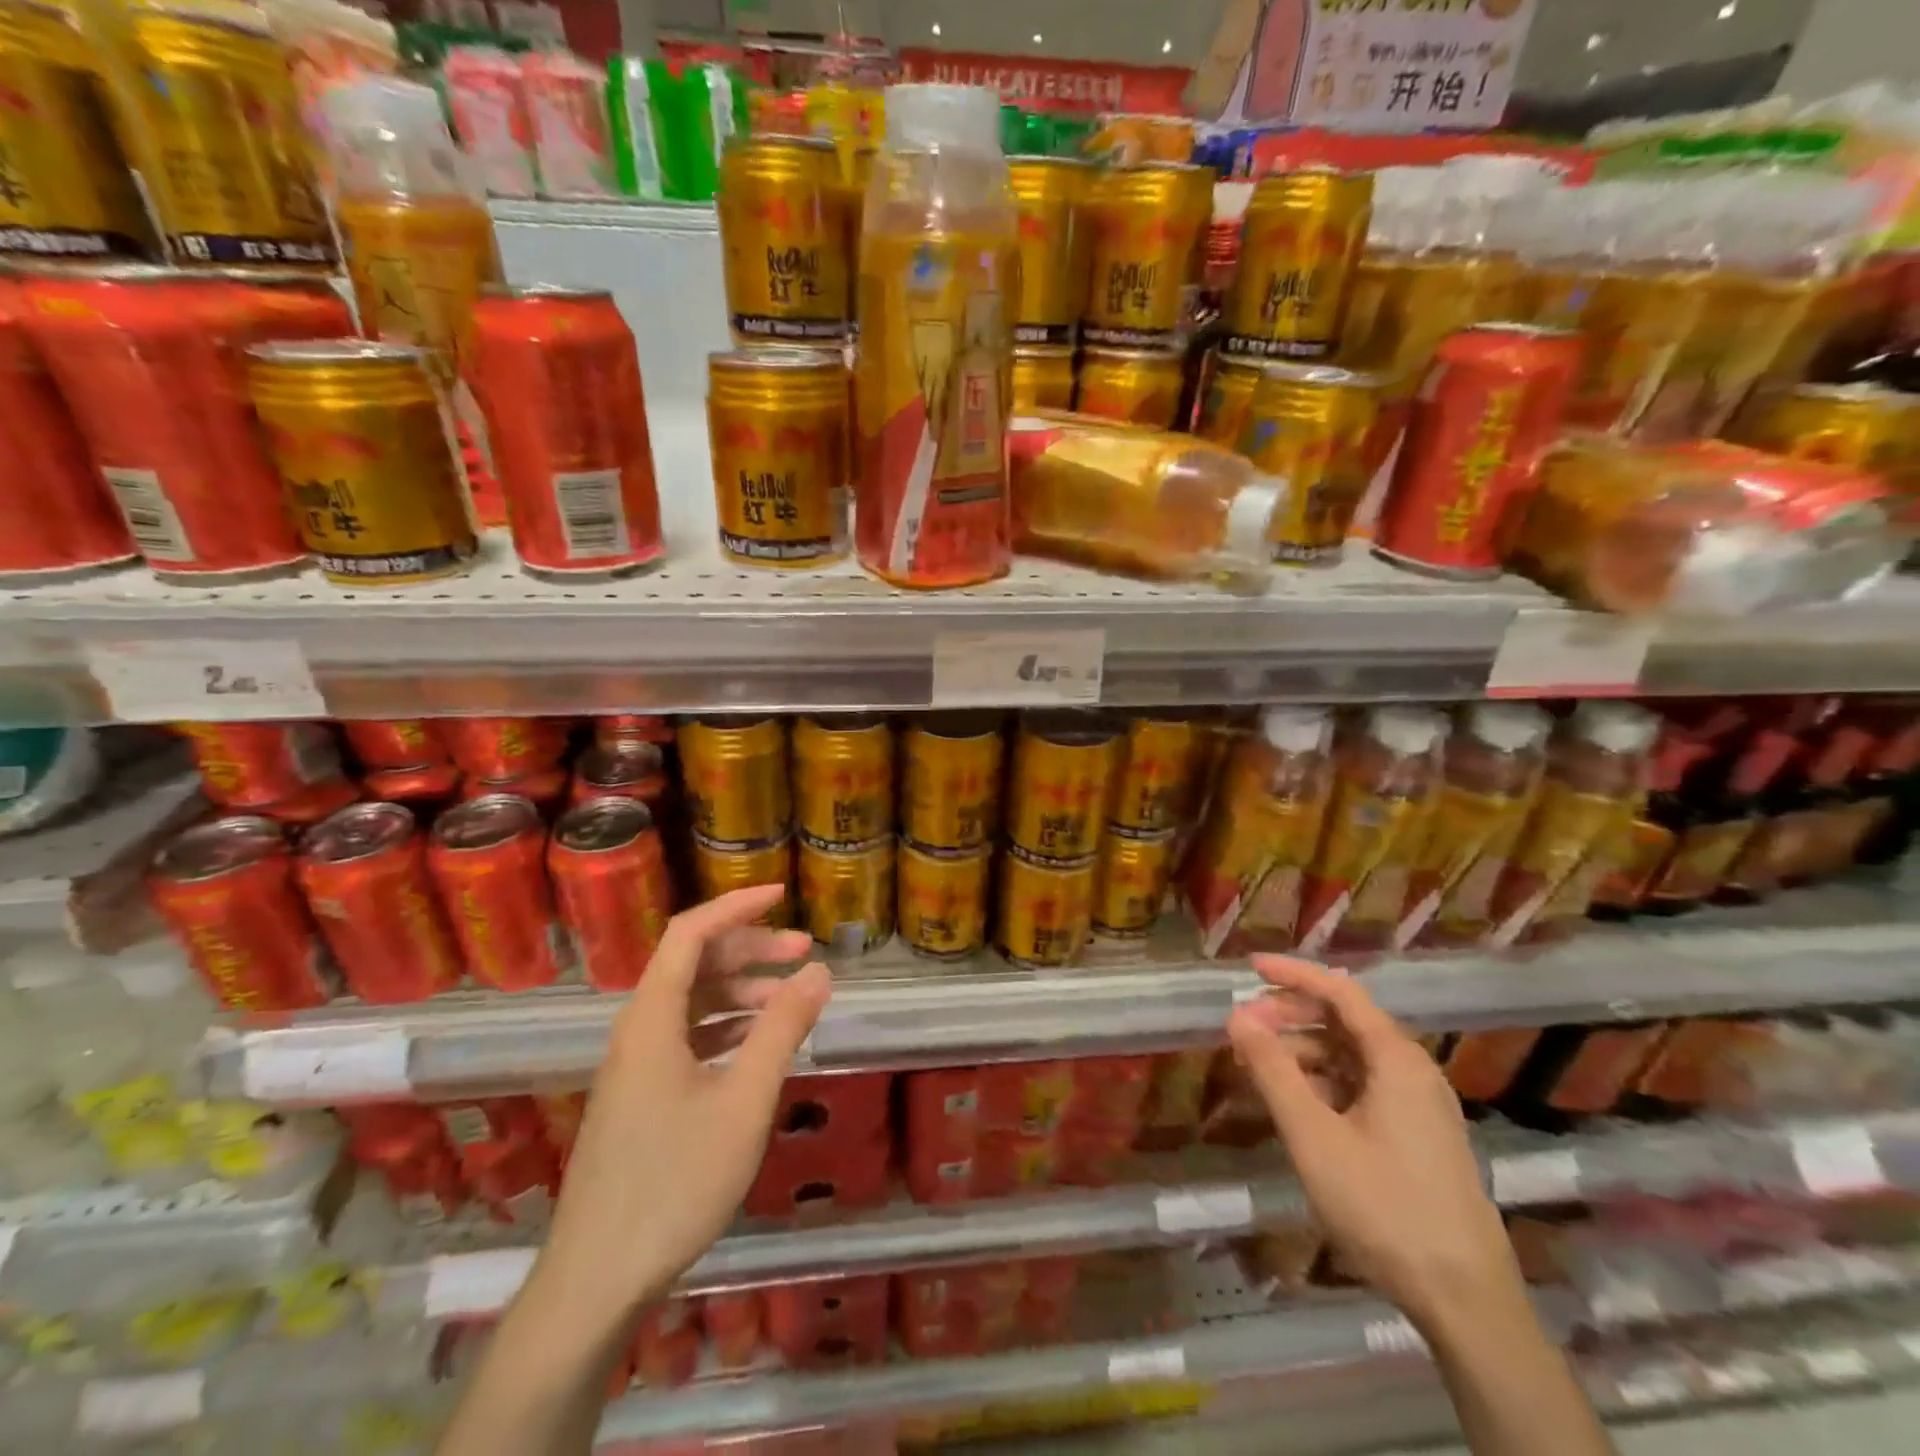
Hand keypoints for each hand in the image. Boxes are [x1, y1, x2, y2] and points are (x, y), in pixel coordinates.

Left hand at [536, 885, 831, 1328]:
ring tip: (792, 998)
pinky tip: (758, 1042)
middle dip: (750, 949)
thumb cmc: (674, 1181)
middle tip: (804, 951)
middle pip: (694, 963)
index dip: (735, 906)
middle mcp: (637, 1029)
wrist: (597, 1279)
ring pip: (692, 1002)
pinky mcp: (640, 1095)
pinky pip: (687, 1036)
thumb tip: (818, 970)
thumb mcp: (744, 1101)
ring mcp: (636, 1065)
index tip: (782, 895)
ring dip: (742, 989)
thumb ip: (782, 1029)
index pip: (691, 933)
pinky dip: (726, 1026)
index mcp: (652, 1018)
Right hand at [1227, 955, 1520, 1329]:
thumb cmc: (1384, 1207)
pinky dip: (1322, 1083)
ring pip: (1350, 1056)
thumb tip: (1237, 1016)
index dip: (1293, 974)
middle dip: (1290, 1016)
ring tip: (1258, 1069)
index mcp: (1396, 1059)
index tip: (1249, 967)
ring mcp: (1419, 1105)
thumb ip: (1272, 1070)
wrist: (1466, 1302)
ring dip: (1302, 1052)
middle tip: (1243, 1028)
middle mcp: (1412, 1071)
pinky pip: (1361, 1087)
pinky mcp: (1418, 1136)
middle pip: (1344, 1021)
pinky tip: (1294, 1104)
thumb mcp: (1313, 1136)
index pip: (1340, 991)